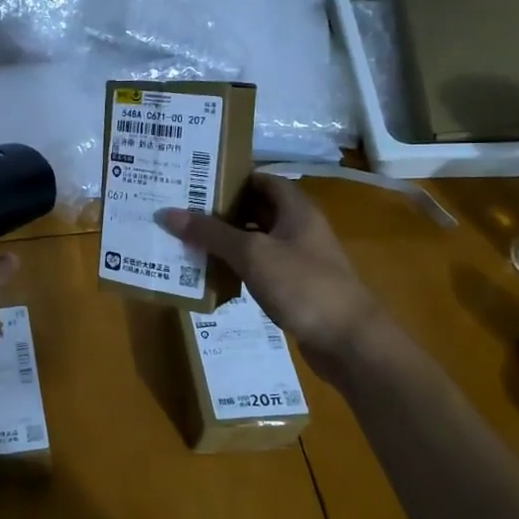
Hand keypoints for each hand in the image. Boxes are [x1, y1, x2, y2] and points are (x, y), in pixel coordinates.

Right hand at [158, 174, 379, 356]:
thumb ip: (211, 233)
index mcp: (296, 210)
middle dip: (222, 210)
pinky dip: (237, 268)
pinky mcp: (295, 288)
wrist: (350, 341)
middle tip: (181, 210)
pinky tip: (210, 274)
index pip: (262, 180)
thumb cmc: (303, 285)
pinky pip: (260, 268)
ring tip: (186, 239)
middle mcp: (299, 229)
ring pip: (256, 241)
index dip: (231, 177)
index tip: (196, 181)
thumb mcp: (252, 254)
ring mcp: (299, 260)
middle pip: (257, 209)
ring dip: (226, 241)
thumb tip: (169, 213)